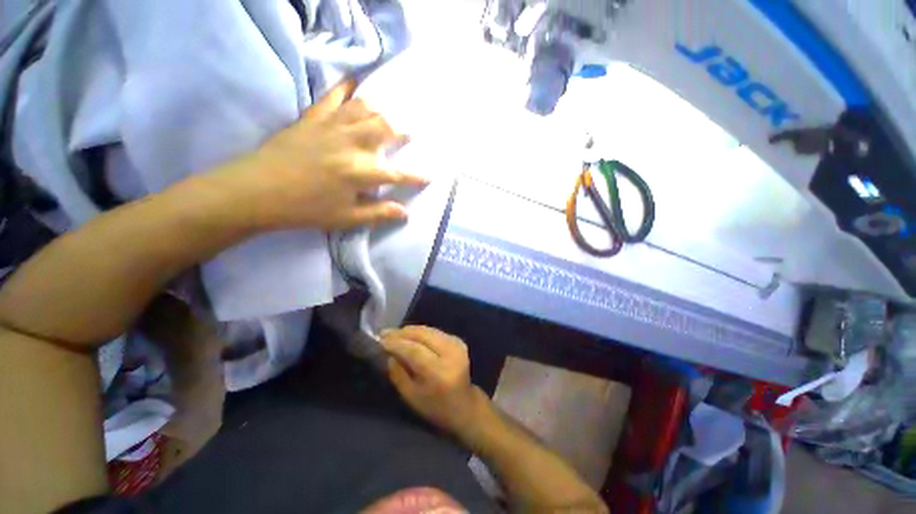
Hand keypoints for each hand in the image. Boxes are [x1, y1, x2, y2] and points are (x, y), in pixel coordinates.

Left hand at [219, 80, 427, 231]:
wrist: (257, 191)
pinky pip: (334, 96)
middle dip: (402, 132)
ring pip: (366, 109)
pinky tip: (356, 84)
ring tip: (387, 117)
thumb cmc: (306, 209)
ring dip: (381, 112)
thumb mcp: (346, 218)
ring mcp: (333, 127)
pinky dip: (347, 87)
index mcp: (363, 172)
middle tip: (409, 134)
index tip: (429, 176)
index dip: (417, 176)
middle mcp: (354, 144)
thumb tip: (405, 212)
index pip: (399, 173)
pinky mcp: (313, 117)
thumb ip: (379, 213)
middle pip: (387, 129)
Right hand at [381, 326, 484, 435]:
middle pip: (422, 335)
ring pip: (428, 330)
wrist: (465, 405)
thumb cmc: (435, 407)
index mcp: (439, 372)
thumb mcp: (411, 396)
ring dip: (410, 330)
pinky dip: (420, 332)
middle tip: (384, 333)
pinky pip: (434, 331)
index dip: (396, 343)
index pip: (414, 350)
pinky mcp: (458, 340)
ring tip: (394, 333)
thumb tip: (388, 353)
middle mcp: (450, 353)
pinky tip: (409, 335)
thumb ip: (398, 373)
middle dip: (401, 333)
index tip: (379, 339)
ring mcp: (457, 344)